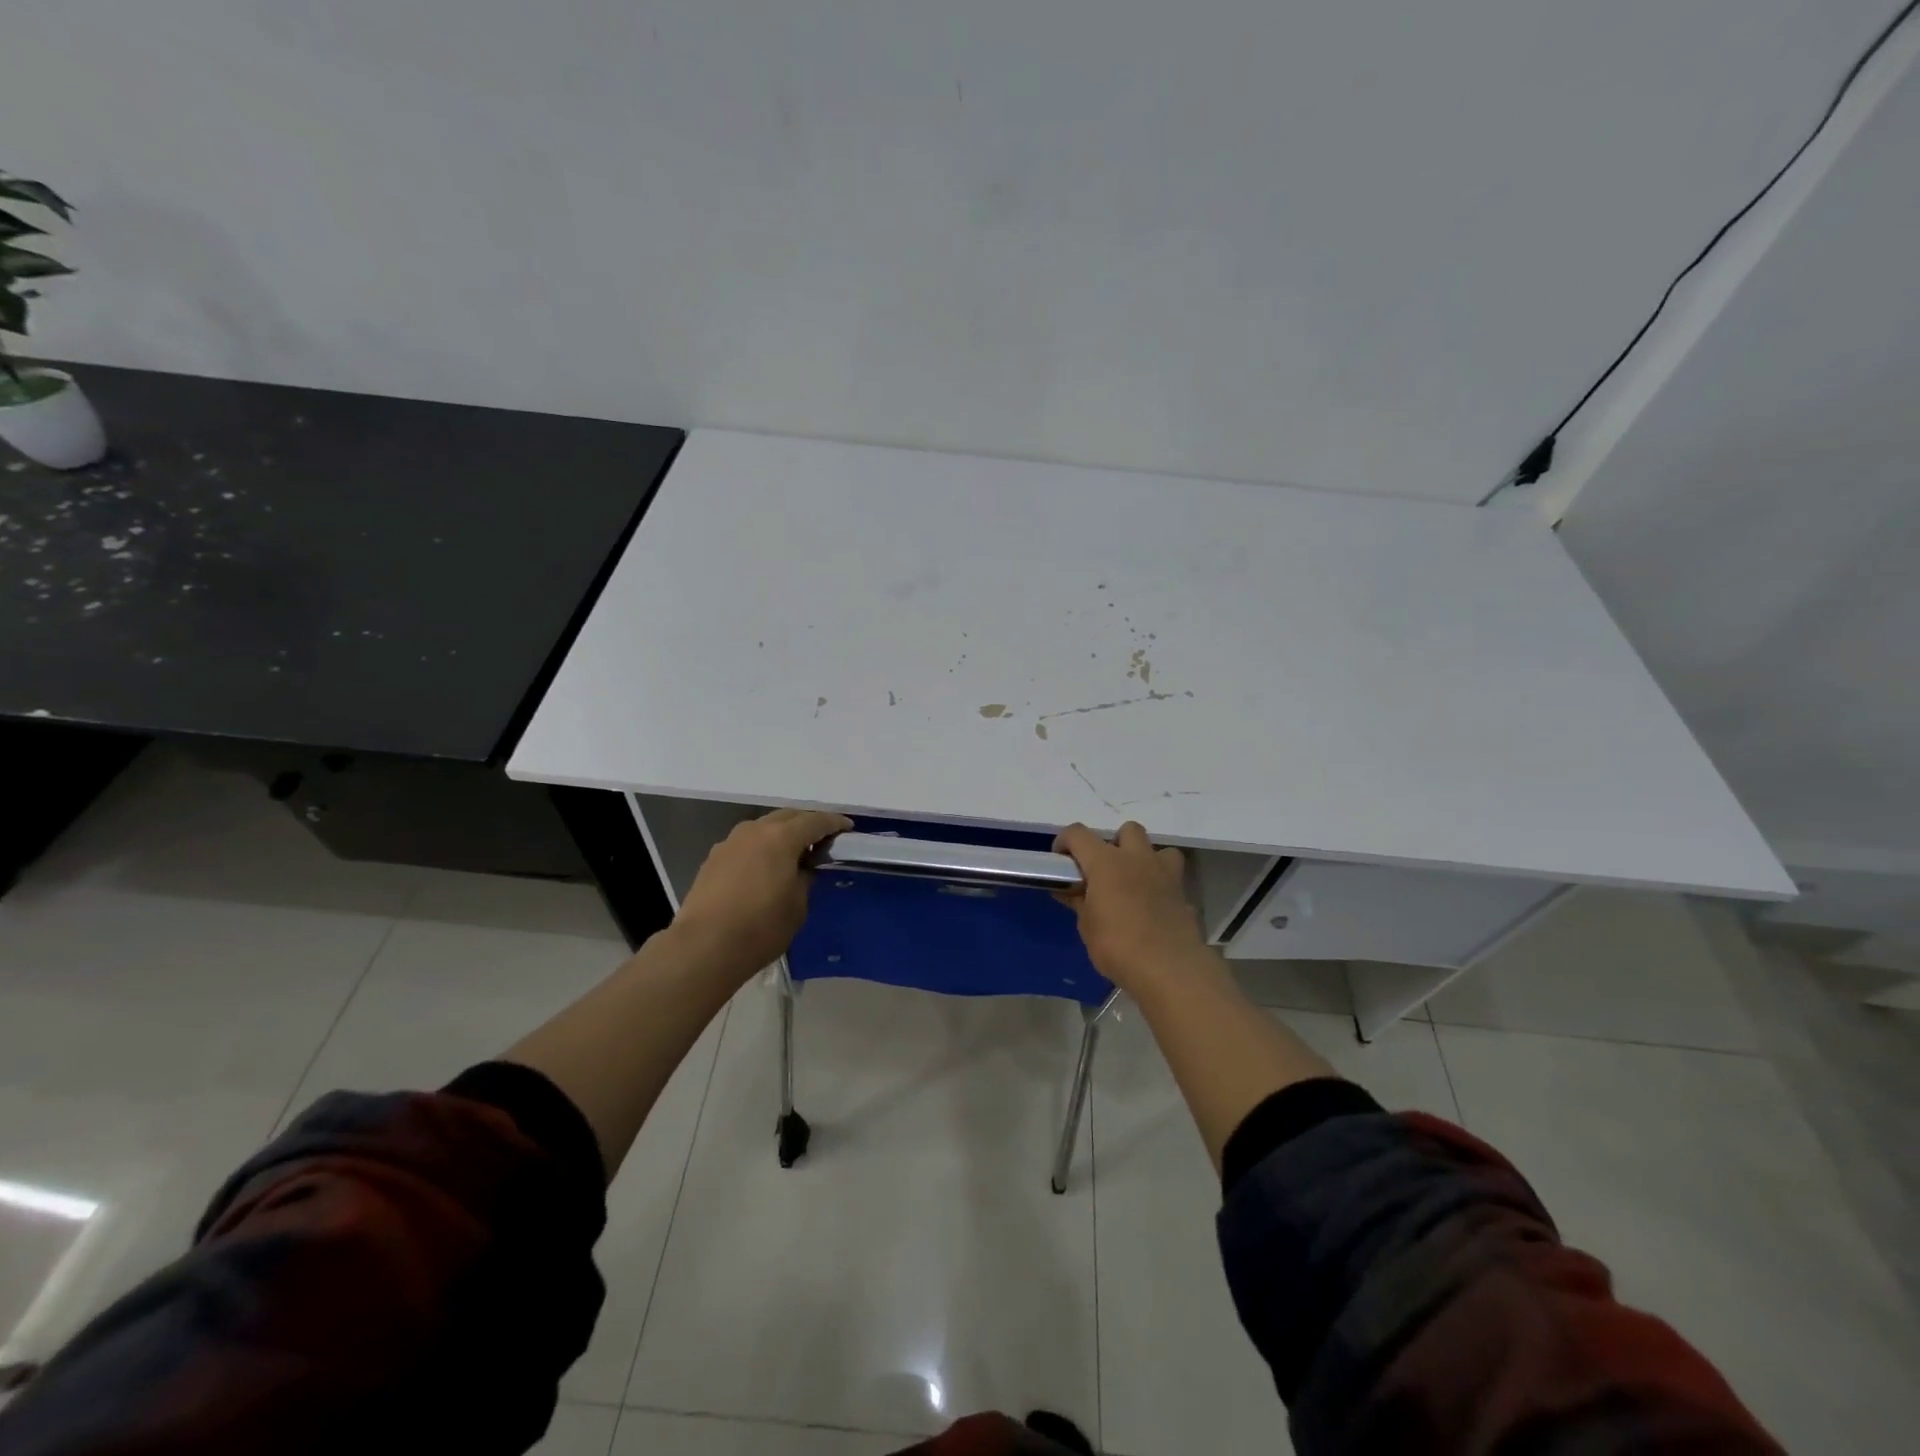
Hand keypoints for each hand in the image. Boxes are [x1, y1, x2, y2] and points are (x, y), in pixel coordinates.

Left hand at [674, 808, 853, 974]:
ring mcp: (729, 843)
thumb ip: (805, 878)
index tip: (847, 828)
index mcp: (781, 837)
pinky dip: (761, 847)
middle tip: (822, 839)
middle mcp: (754, 831)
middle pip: (787, 817)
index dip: (834, 823)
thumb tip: (802, 868)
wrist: (704, 947)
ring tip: (793, 852)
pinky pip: (745, 844)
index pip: (815, 821)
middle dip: (806, 823)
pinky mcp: (713, 859)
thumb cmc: (761, 927)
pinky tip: (764, 866)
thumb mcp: (797, 905)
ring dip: (781, 834)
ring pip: (763, 827)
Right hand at [1053, 821, 1207, 992]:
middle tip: (1105, 870)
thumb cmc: (1118, 945)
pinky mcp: (1183, 894)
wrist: (1169, 969)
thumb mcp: (1087, 926)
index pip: (1078, 834)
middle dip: (1115, 843)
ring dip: (1146, 859)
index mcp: (1106, 862)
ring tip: (1135, 883)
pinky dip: (1161, 887)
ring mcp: (1165, 874)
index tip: (1061, 860)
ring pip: (1158, 849)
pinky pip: (1172, 880)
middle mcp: (1137, 859)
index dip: (1065, 841)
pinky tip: (1153, 908)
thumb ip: (1079, 902)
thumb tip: (1070, 891)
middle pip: (1128, 830)